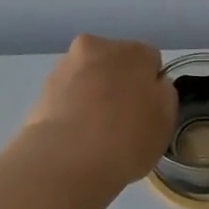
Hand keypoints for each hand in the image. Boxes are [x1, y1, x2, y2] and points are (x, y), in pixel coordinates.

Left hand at [23, 35, 176, 190]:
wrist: (67, 161)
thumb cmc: (128, 138)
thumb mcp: (167, 119)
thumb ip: (164, 94)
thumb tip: (151, 86)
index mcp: (132, 51)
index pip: (150, 61)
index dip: (151, 86)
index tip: (148, 111)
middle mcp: (96, 48)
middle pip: (115, 64)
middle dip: (119, 84)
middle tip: (123, 120)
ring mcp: (64, 68)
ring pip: (88, 78)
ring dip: (94, 95)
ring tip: (96, 133)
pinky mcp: (41, 91)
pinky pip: (67, 97)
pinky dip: (73, 109)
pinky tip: (77, 137)